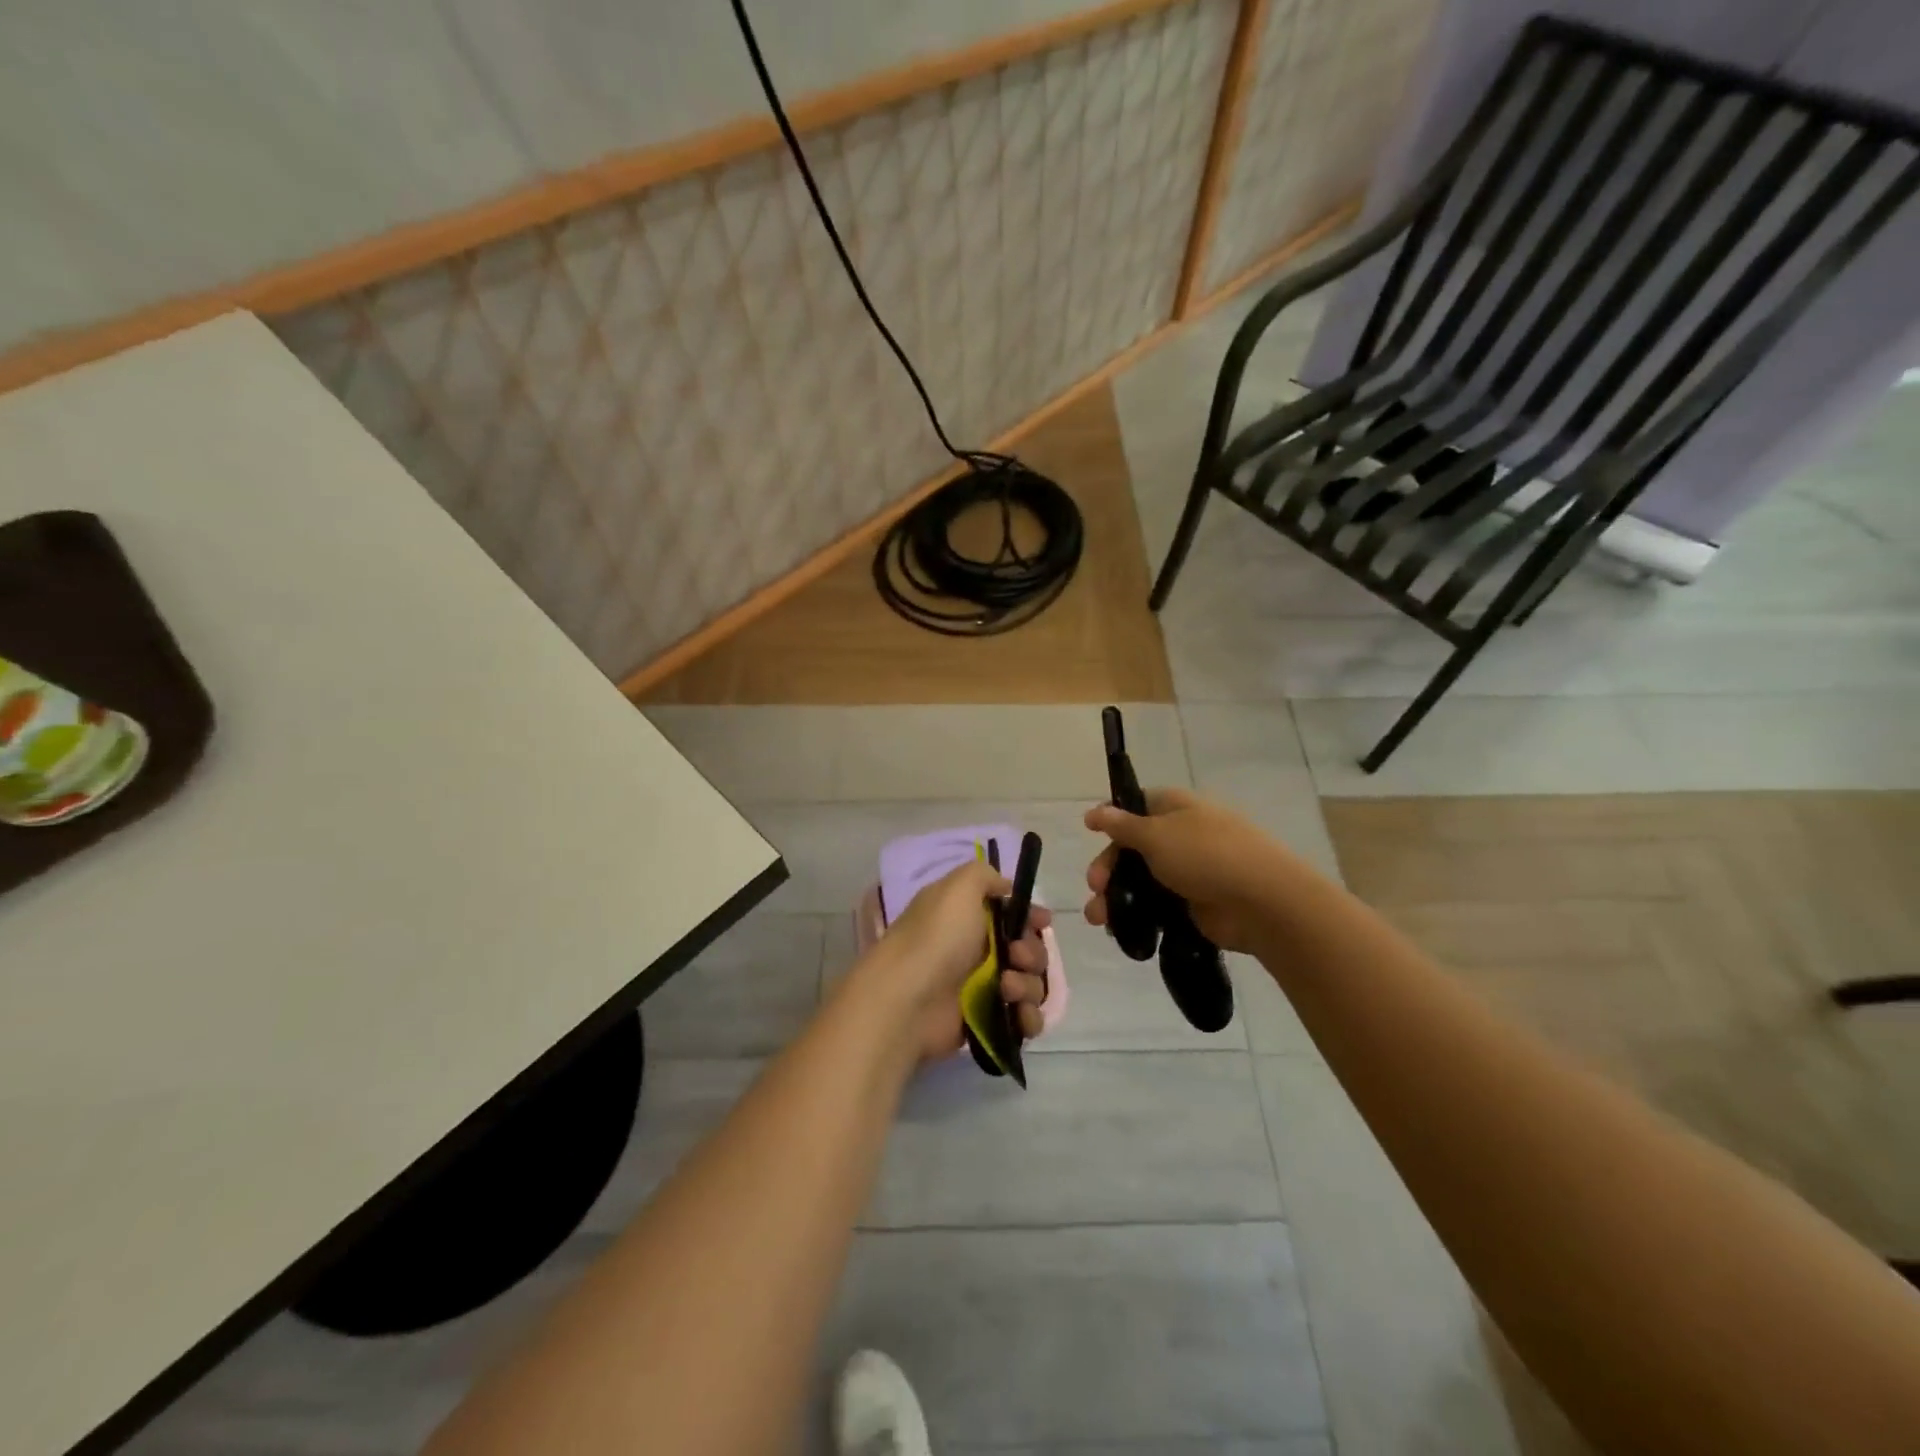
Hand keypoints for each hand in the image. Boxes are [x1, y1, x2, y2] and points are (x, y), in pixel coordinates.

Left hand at [859, 861, 1052, 1064]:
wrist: (906, 1000)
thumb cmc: (936, 938)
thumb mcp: (958, 888)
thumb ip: (984, 875)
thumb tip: (1005, 886)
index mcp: (968, 917)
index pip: (1011, 914)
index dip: (1030, 917)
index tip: (1042, 921)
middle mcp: (976, 950)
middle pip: (1027, 949)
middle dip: (1032, 952)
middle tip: (1016, 956)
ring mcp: (982, 989)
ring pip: (1029, 984)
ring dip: (1028, 985)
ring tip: (1006, 989)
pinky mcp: (986, 1022)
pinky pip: (1023, 1020)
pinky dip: (1028, 1018)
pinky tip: (1018, 1015)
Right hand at [1084, 788, 1296, 953]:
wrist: (1262, 902)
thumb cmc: (1206, 855)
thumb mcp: (1155, 834)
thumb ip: (1122, 826)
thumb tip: (1096, 811)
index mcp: (1176, 808)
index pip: (1136, 806)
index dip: (1112, 819)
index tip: (1090, 833)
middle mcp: (1181, 836)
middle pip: (1132, 848)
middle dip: (1108, 868)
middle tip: (1095, 887)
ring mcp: (1190, 872)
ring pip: (1141, 881)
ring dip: (1115, 898)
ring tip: (1098, 919)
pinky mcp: (1194, 904)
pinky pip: (1156, 908)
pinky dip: (1137, 917)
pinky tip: (1118, 931)